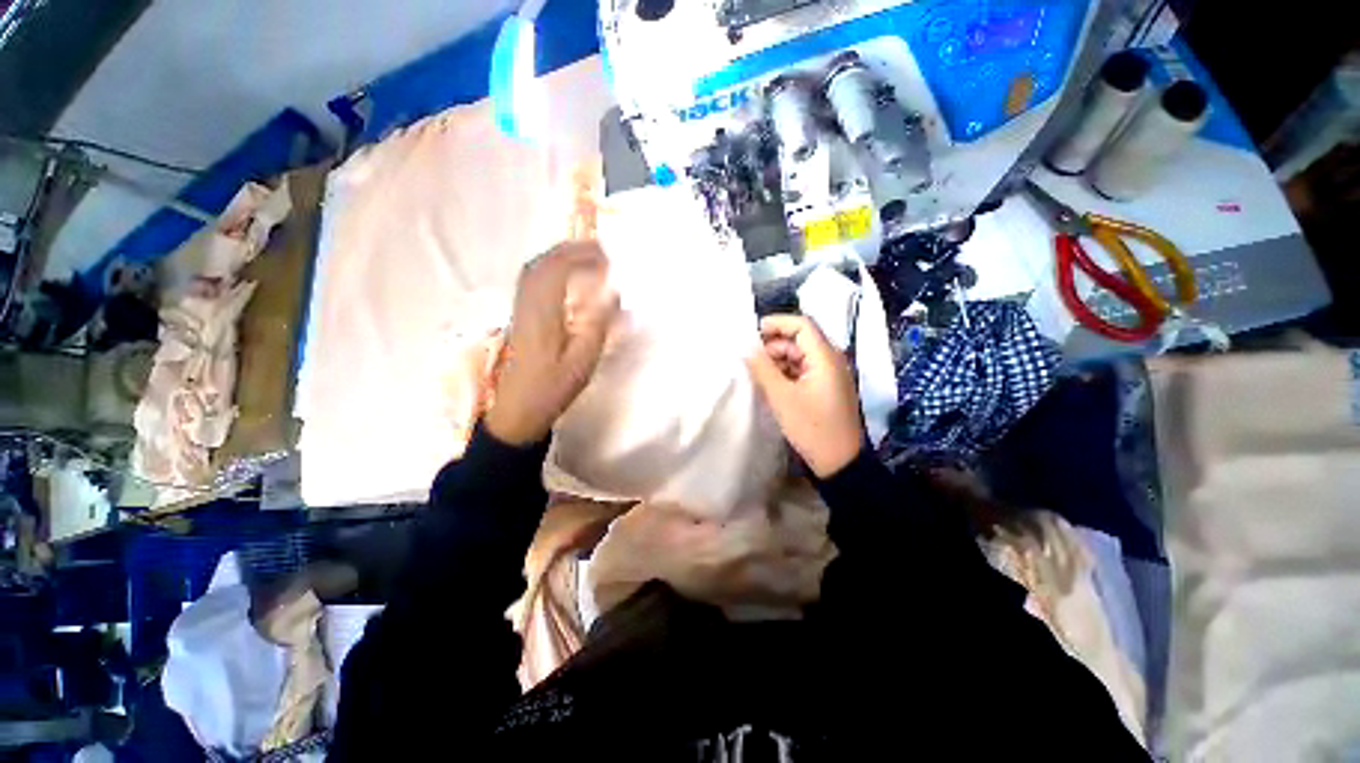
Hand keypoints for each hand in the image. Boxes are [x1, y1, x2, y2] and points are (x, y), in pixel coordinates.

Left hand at [485, 241, 619, 445]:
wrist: (518, 409)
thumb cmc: (553, 387)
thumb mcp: (583, 360)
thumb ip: (598, 323)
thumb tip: (613, 292)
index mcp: (543, 313)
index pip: (558, 269)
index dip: (583, 256)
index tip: (609, 257)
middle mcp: (528, 303)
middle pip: (544, 263)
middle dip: (573, 250)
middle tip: (601, 250)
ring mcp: (521, 309)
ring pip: (536, 269)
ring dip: (561, 257)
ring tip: (587, 258)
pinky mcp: (520, 316)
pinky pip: (532, 281)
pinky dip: (551, 269)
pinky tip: (566, 277)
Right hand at [746, 315, 864, 477]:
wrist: (840, 463)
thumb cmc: (812, 427)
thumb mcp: (782, 397)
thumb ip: (762, 368)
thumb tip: (745, 345)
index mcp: (825, 357)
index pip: (801, 324)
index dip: (776, 323)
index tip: (751, 334)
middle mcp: (830, 360)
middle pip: (799, 339)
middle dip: (773, 345)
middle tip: (749, 359)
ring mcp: (829, 374)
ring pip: (799, 355)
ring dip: (777, 360)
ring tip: (756, 374)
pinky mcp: (824, 387)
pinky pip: (802, 370)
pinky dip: (785, 372)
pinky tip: (770, 384)